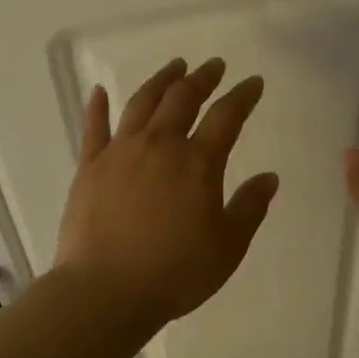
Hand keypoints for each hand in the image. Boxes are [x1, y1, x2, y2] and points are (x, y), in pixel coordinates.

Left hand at [55, 57, 279, 332]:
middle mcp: (159, 145)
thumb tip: (269, 177)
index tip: (253, 82)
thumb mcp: (228, 246)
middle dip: (202, 78)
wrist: (106, 291)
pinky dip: (98, 106)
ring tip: (174, 67)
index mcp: (198, 163)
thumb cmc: (176, 273)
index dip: (242, 96)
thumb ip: (250, 207)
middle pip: (182, 99)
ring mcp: (120, 152)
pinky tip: (100, 90)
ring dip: (161, 81)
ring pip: (141, 103)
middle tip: (213, 66)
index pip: (226, 116)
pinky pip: (94, 127)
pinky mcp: (89, 167)